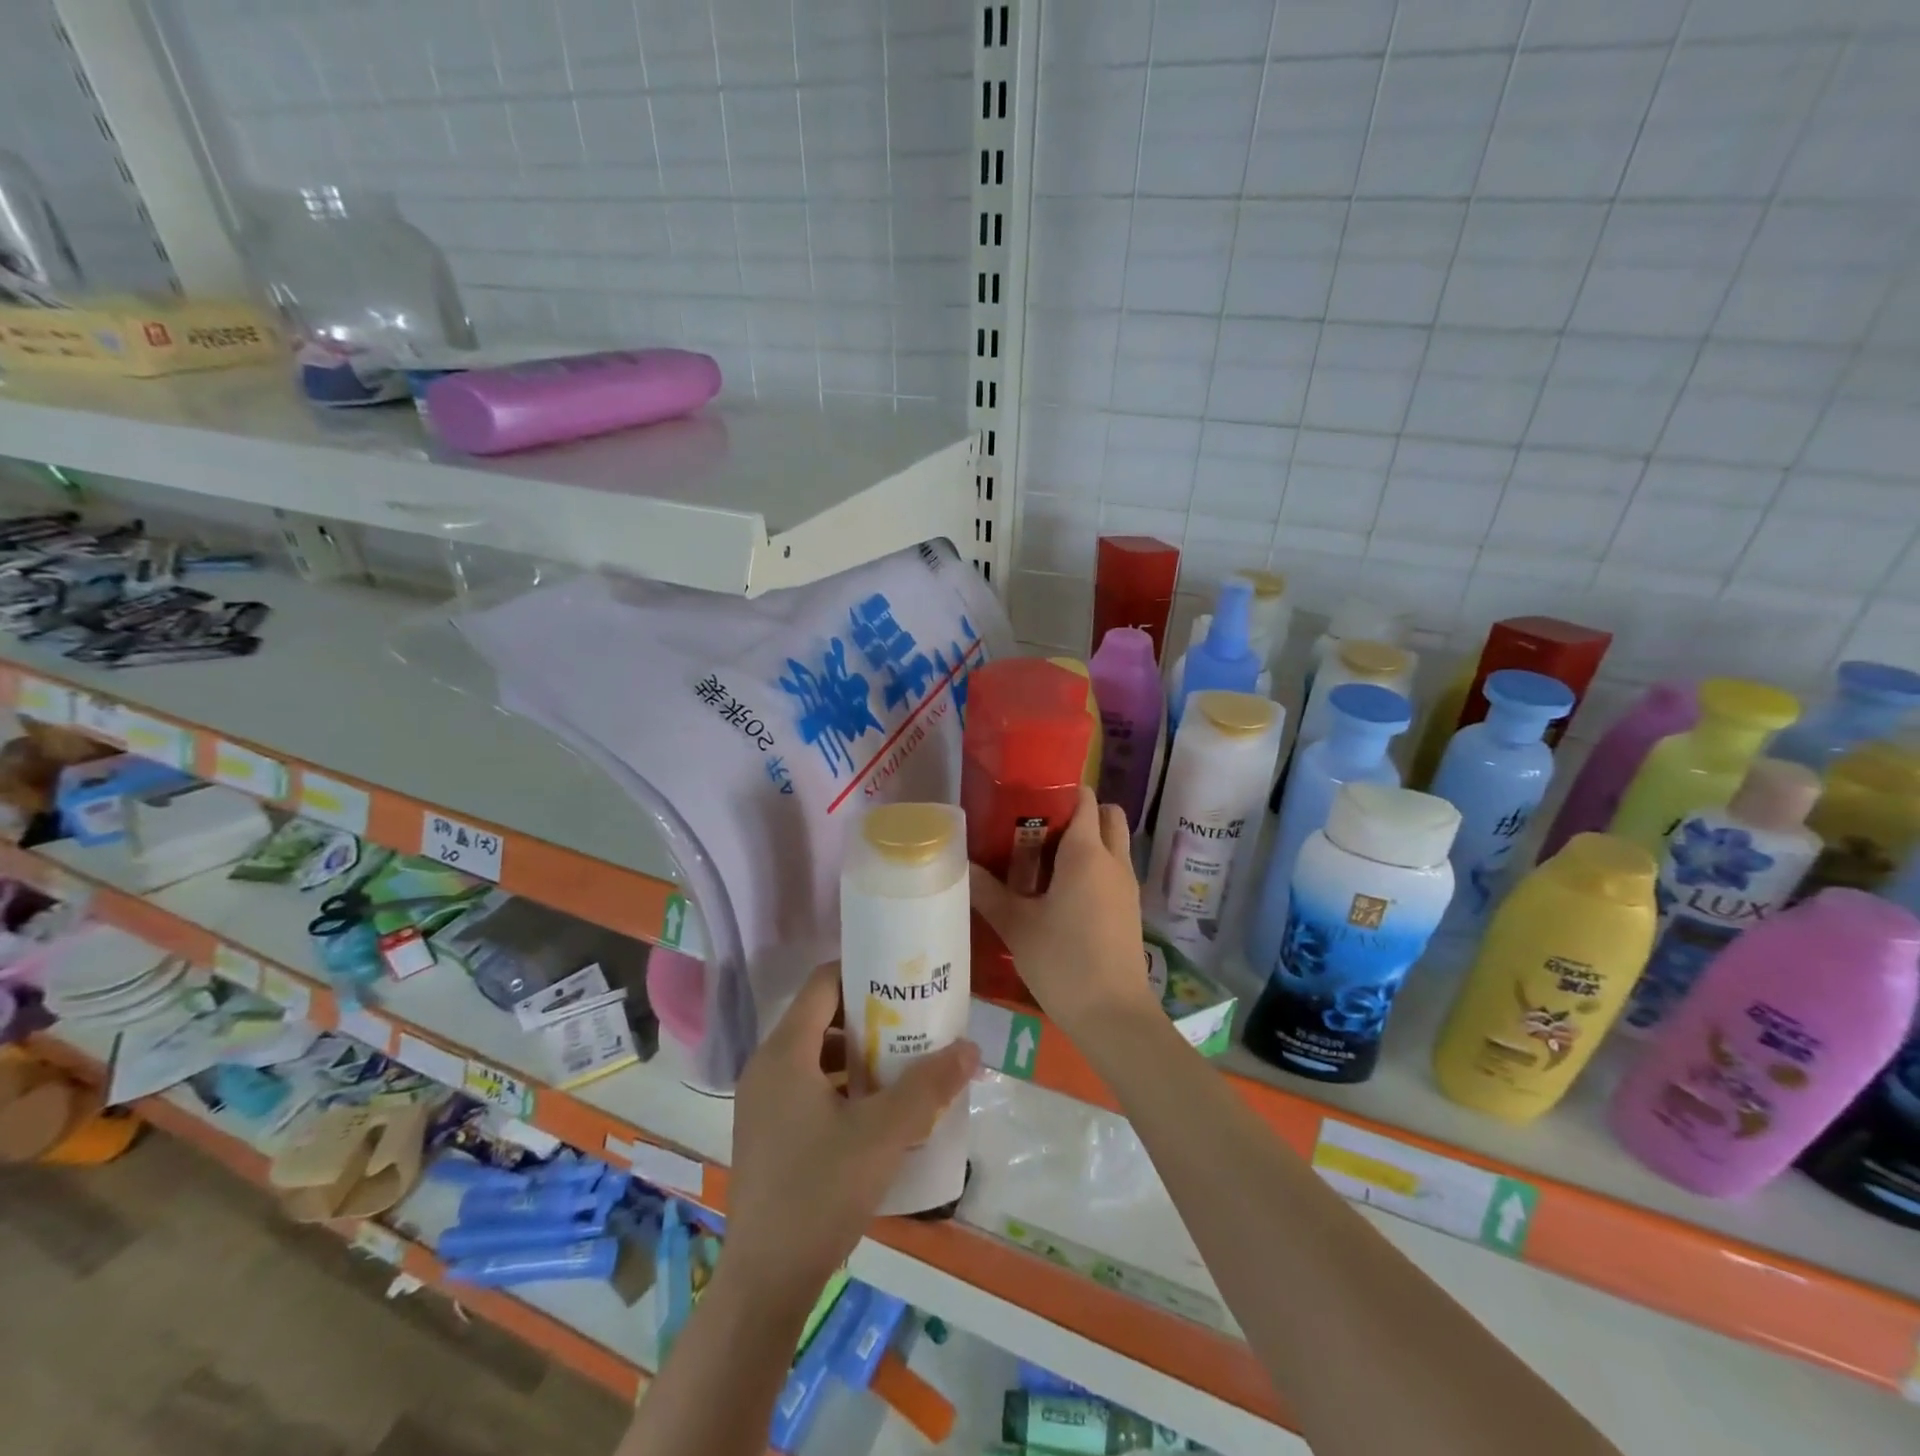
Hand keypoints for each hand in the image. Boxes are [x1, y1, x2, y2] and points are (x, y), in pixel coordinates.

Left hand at [723, 962, 978, 1308]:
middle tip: (915, 1020)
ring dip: (859, 1053)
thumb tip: (971, 1048)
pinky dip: (843, 1083)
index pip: (822, 983)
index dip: (862, 971)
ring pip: (816, 1055)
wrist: (765, 1283)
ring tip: (905, 1061)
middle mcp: (767, 1067)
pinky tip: (879, 1108)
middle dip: (869, 1016)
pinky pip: (808, 1086)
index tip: (903, 978)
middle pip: (820, 1017)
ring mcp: (763, 1102)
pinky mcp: (768, 1133)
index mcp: (784, 1052)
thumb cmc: (820, 1193)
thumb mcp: (883, 1135)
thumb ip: (928, 1087)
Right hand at [970, 786, 1159, 1037]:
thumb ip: (988, 892)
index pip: (1085, 799)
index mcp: (1087, 853)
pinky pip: (1114, 870)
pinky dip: (1095, 868)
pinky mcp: (1131, 909)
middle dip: (1080, 814)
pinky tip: (1063, 895)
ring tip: (1047, 864)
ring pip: (1114, 844)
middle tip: (1041, 831)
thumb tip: (962, 865)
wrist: (1113, 1015)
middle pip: (1108, 815)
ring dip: (1089, 842)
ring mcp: (1127, 885)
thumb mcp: (1017, 925)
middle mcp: (1113, 860)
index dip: (1060, 793)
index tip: (1028, 802)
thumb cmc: (1063, 961)